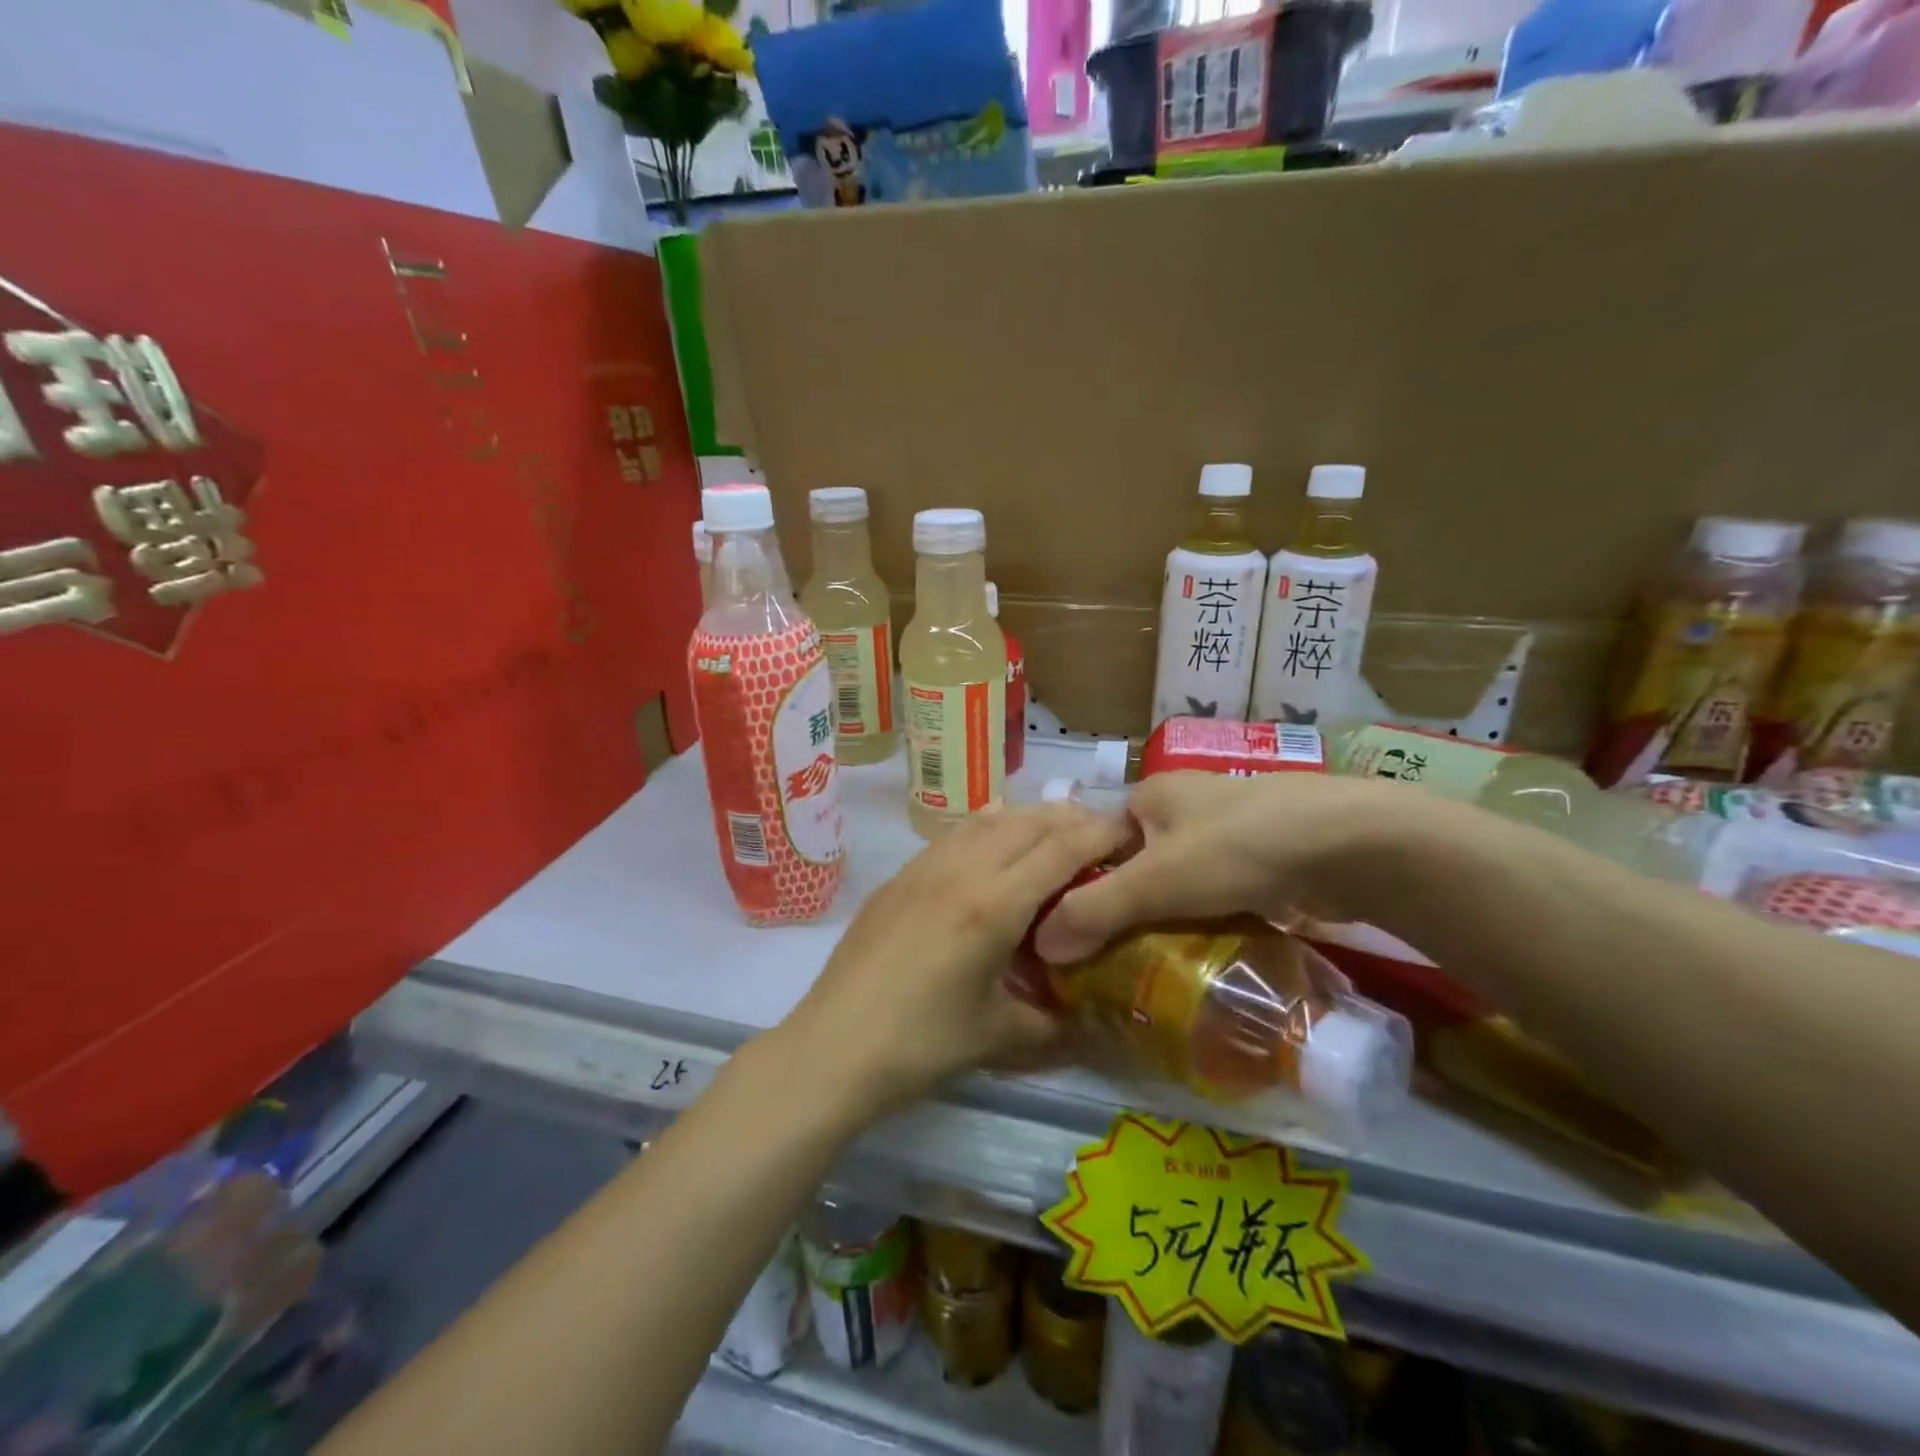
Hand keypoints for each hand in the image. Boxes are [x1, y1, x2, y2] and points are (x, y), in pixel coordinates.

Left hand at [781, 803, 1133, 1112]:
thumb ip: (1054, 1023)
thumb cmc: (922, 1043)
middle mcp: (962, 870)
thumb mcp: (1000, 1036)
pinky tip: (992, 839)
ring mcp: (925, 867)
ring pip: (987, 820)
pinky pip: (954, 834)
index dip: (1100, 834)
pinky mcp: (900, 877)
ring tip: (1053, 828)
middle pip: (1027, 823)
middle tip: (1099, 832)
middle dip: (1070, 819)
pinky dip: (986, 826)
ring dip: (1027, 817)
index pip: (1061, 849)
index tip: (1131, 833)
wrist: (834, 1046)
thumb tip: (1089, 1023)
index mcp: (995, 904)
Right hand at [1032, 770, 1416, 963]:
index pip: (1096, 841)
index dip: (1081, 885)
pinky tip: (1202, 949)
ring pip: (1178, 878)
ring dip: (1167, 915)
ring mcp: (1228, 827)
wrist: (1350, 843)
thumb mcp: (1155, 882)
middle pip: (1138, 862)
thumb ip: (1094, 911)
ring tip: (1150, 962)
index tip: (1074, 933)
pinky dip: (1205, 916)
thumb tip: (1038, 946)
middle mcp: (1184, 804)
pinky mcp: (1263, 854)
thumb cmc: (1236, 848)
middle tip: (1110, 957)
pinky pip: (1215, 889)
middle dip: (1126, 906)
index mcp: (1150, 794)